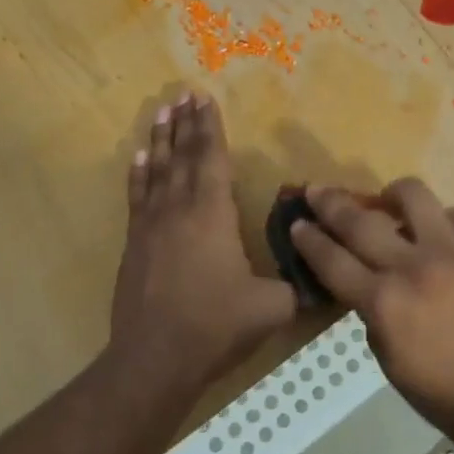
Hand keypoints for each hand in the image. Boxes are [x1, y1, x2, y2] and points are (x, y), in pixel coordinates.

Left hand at [110, 95, 296, 394]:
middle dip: (185, 123)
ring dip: (160, 139)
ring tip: (161, 112)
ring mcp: (151, 226)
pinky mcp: (134, 245)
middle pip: (182, 155)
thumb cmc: (216, 324)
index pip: (211, 158)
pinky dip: (138, 173)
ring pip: (156, 170)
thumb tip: (318, 274)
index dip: (210, 127)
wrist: (155, 359)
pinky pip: (137, 196)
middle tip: (183, 93)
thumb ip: (296, 283)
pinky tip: (138, 157)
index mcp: (213, 214)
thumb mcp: (272, 306)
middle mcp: (179, 209)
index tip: (205, 98)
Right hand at [290, 180, 453, 428]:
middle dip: (331, 203)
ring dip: (391, 195)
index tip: (298, 222)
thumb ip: (371, 311)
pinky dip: (438, 222)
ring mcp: (453, 251)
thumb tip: (367, 278)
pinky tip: (436, 235)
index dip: (310, 239)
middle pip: (361, 221)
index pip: (333, 260)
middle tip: (318, 191)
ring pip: (413, 196)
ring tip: (387, 201)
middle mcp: (414, 267)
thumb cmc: (440, 390)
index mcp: (384, 302)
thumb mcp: (387, 358)